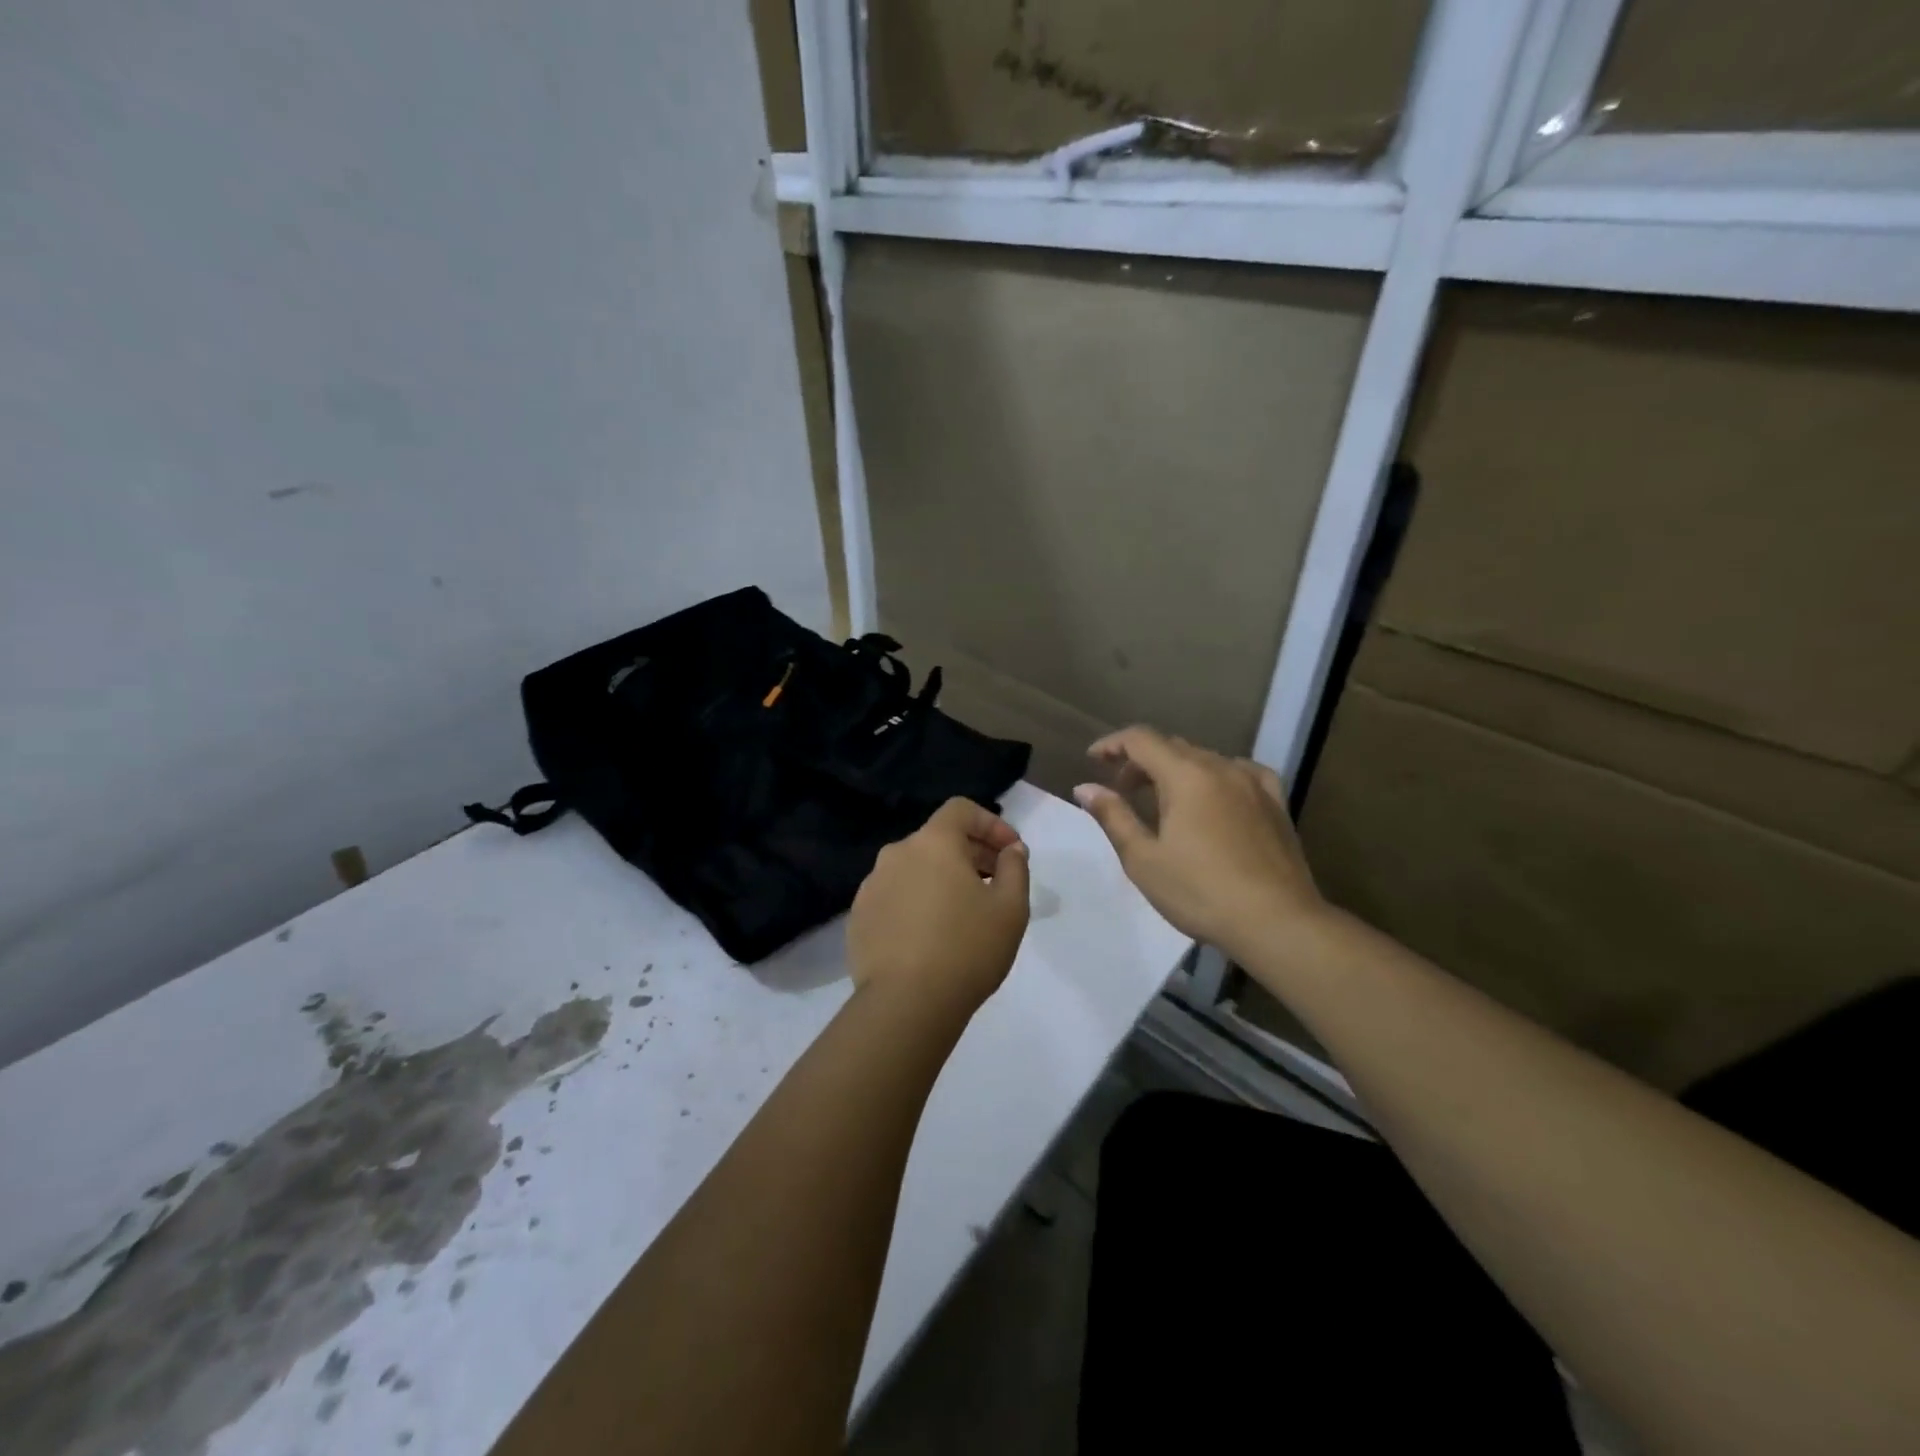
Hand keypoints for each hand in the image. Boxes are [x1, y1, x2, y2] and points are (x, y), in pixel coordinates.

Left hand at [848, 797, 1030, 1016]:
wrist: (905, 1004)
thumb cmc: (967, 949)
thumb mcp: (1010, 908)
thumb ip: (1015, 868)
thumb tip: (1011, 849)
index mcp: (933, 842)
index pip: (961, 810)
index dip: (991, 824)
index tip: (1011, 852)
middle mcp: (896, 854)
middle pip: (938, 838)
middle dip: (971, 853)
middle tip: (996, 884)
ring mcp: (871, 886)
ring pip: (915, 868)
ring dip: (942, 879)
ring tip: (964, 913)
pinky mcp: (859, 917)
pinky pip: (895, 896)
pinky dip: (917, 902)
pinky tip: (931, 936)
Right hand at [1074, 726, 1324, 960]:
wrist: (1277, 922)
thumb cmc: (1200, 892)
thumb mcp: (1143, 859)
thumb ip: (1113, 816)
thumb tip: (1085, 788)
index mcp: (1185, 776)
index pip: (1141, 740)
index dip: (1112, 744)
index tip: (1092, 760)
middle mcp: (1220, 767)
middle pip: (1172, 747)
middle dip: (1141, 761)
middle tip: (1122, 791)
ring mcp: (1253, 783)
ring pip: (1205, 759)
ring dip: (1176, 770)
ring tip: (1163, 801)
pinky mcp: (1275, 803)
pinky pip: (1241, 773)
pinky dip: (1216, 776)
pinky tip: (1215, 795)